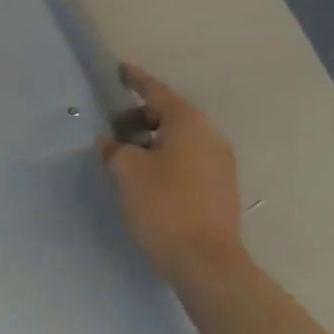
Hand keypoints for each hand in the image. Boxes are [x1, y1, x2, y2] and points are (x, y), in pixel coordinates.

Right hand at [98, 63, 244, 287]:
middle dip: (139, 117)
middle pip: (170, 114)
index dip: (135, 80)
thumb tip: (112, 144)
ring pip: (179, 139)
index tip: (119, 70)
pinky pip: (188, 159)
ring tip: (126, 156)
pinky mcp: (221, 189)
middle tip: (113, 128)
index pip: (156, 91)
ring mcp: (220, 164)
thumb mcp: (127, 170)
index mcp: (188, 123)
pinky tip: (147, 177)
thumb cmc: (163, 205)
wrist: (207, 263)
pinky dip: (166, 158)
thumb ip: (115, 149)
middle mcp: (210, 136)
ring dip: (152, 140)